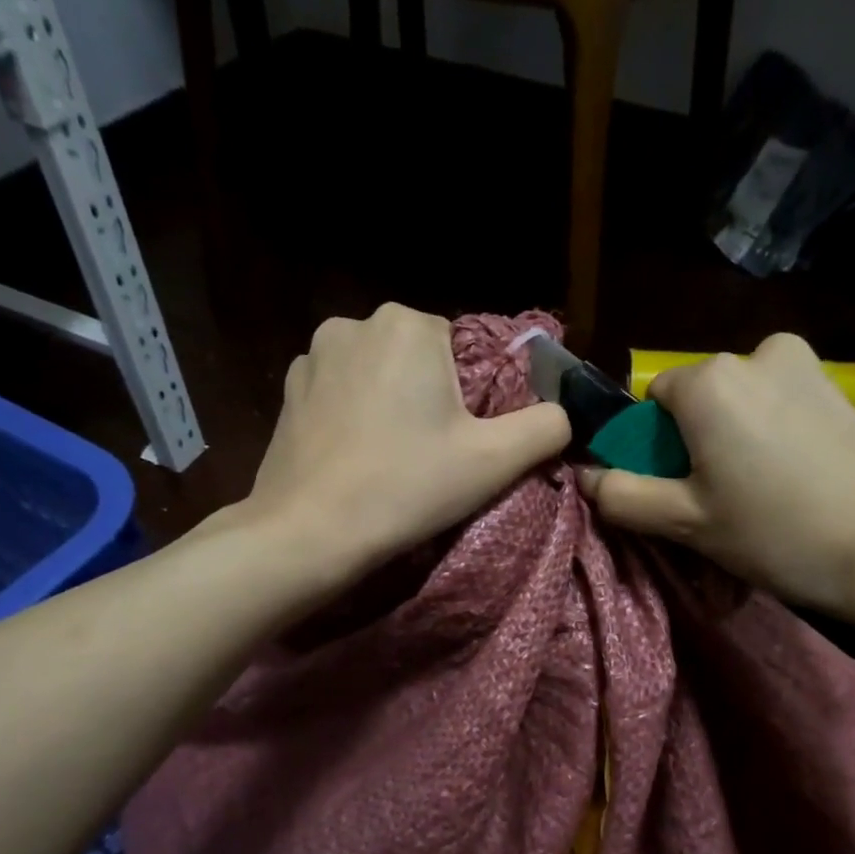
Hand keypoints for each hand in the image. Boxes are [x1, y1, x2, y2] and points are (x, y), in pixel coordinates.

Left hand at [239, 303, 568, 570]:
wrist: (310, 532)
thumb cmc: (406, 488)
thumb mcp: (493, 462)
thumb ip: (545, 428)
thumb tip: (565, 413)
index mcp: (409, 324)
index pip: (463, 349)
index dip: (471, 399)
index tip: (463, 444)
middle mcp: (356, 322)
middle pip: (419, 360)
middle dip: (431, 399)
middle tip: (431, 458)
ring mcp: (313, 355)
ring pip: (378, 376)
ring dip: (391, 407)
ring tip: (391, 461)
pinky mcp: (289, 391)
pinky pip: (341, 394)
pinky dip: (355, 418)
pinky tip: (356, 459)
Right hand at [575, 333, 854, 630]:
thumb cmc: (778, 533)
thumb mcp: (687, 523)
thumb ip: (624, 496)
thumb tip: (584, 476)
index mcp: (710, 380)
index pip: (650, 400)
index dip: (650, 447)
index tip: (672, 493)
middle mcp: (758, 354)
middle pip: (699, 402)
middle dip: (694, 446)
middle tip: (714, 507)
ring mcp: (809, 369)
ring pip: (744, 408)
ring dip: (736, 447)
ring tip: (758, 505)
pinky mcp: (845, 393)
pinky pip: (784, 412)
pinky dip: (775, 444)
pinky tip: (796, 492)